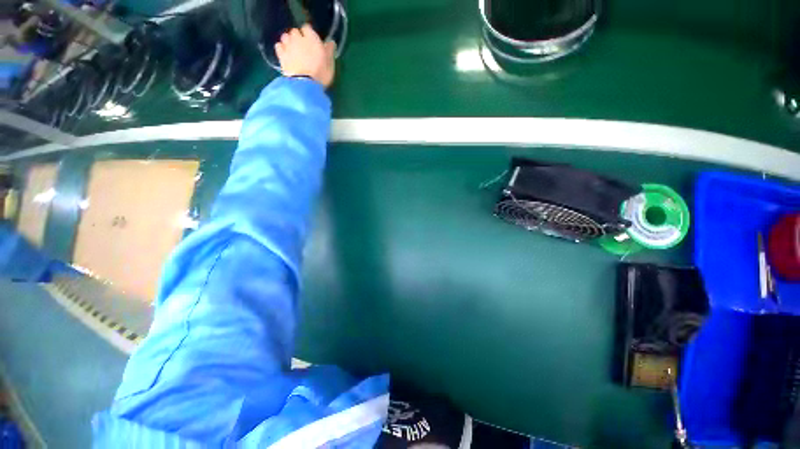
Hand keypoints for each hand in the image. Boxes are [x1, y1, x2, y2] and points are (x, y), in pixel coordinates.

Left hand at [275, 24, 336, 88]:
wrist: (305, 85)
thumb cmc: (320, 74)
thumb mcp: (330, 65)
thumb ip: (329, 52)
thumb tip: (330, 42)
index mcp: (312, 39)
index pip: (307, 28)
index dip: (309, 34)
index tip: (312, 41)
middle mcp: (298, 38)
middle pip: (295, 31)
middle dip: (298, 37)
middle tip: (302, 47)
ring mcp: (288, 46)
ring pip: (285, 37)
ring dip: (289, 41)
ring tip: (293, 50)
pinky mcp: (281, 55)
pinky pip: (278, 46)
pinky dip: (281, 48)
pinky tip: (285, 54)